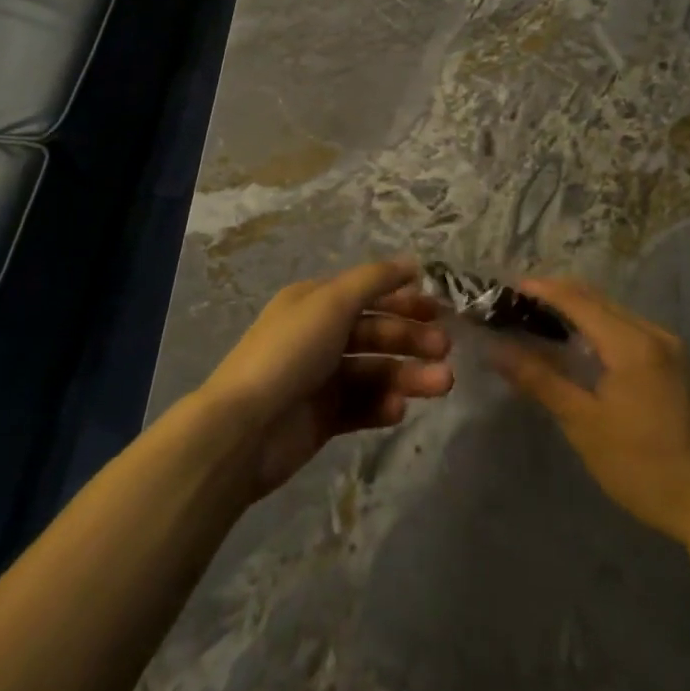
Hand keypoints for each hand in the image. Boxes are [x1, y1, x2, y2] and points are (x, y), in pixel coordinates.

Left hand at [200, 259, 453, 497]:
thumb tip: (412, 262)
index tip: (439, 310)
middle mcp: (319, 335)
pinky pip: (362, 406)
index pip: (367, 293)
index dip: (403, 299)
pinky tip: (398, 409)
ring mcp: (321, 379)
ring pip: (375, 371)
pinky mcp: (324, 418)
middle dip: (411, 338)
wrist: (245, 428)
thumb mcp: (332, 302)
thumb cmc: (290, 352)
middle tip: (444, 349)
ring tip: (440, 384)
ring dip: (408, 374)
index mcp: (315, 302)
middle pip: (375, 332)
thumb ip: (374, 279)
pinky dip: (383, 405)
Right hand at [493, 276, 689, 544]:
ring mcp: (668, 346)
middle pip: (596, 298)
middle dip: (556, 295)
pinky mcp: (674, 362)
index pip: (577, 300)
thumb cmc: (641, 467)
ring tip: (539, 318)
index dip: (541, 290)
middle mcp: (653, 333)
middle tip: (517, 303)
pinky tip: (578, 341)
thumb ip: (539, 380)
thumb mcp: (583, 424)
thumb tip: (496, 349)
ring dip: (577, 309)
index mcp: (632, 344)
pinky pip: (627, 327)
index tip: (506, 288)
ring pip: (613, 311)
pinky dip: (598, 325)